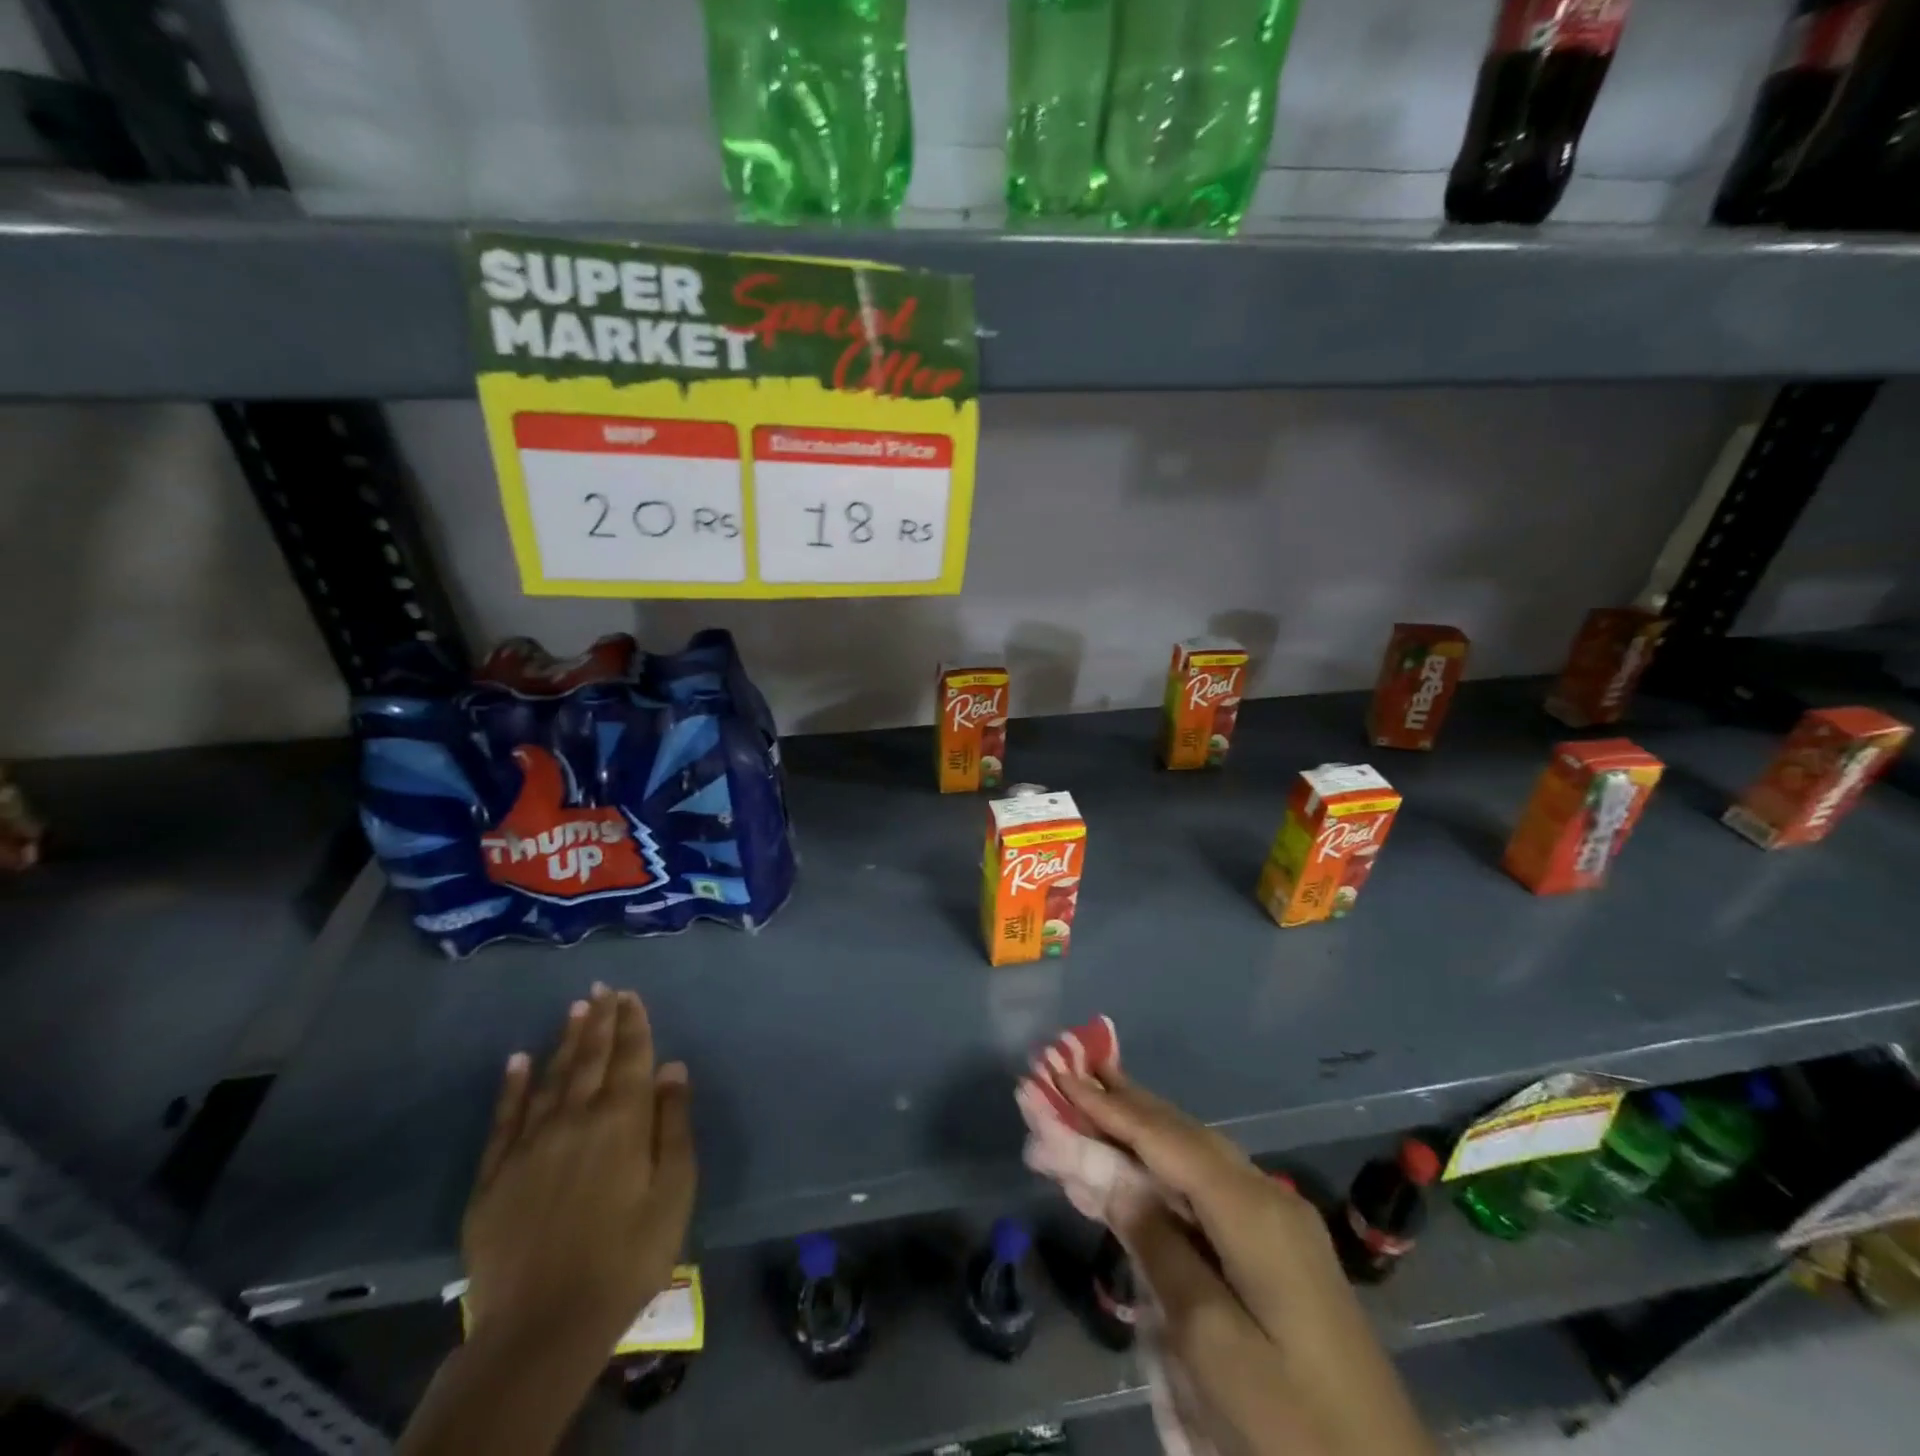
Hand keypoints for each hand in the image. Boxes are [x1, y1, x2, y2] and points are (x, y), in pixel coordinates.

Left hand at [461, 984, 696, 1356]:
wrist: (543, 1327)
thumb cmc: (627, 1256)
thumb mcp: (673, 1191)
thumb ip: (674, 1125)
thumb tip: (672, 1068)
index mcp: (622, 1121)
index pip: (630, 1058)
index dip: (633, 1024)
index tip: (630, 995)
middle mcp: (575, 1119)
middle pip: (590, 1059)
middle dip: (600, 1021)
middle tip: (602, 988)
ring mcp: (530, 1145)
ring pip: (550, 1078)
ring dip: (564, 1041)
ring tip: (575, 1009)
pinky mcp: (494, 1176)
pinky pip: (504, 1118)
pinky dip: (512, 1086)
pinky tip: (517, 1060)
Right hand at [1063, 1069, 1434, 1455]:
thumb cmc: (1291, 1423)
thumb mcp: (1211, 1341)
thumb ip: (1157, 1246)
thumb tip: (1110, 1172)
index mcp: (1253, 1210)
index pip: (1164, 1139)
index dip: (1109, 1107)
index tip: (1061, 1074)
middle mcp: (1266, 1198)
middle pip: (1180, 1135)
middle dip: (1123, 1105)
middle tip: (1072, 1072)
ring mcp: (1277, 1224)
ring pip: (1193, 1157)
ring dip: (1140, 1132)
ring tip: (1094, 1105)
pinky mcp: (1277, 1252)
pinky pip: (1206, 1190)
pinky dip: (1162, 1169)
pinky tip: (1138, 1168)